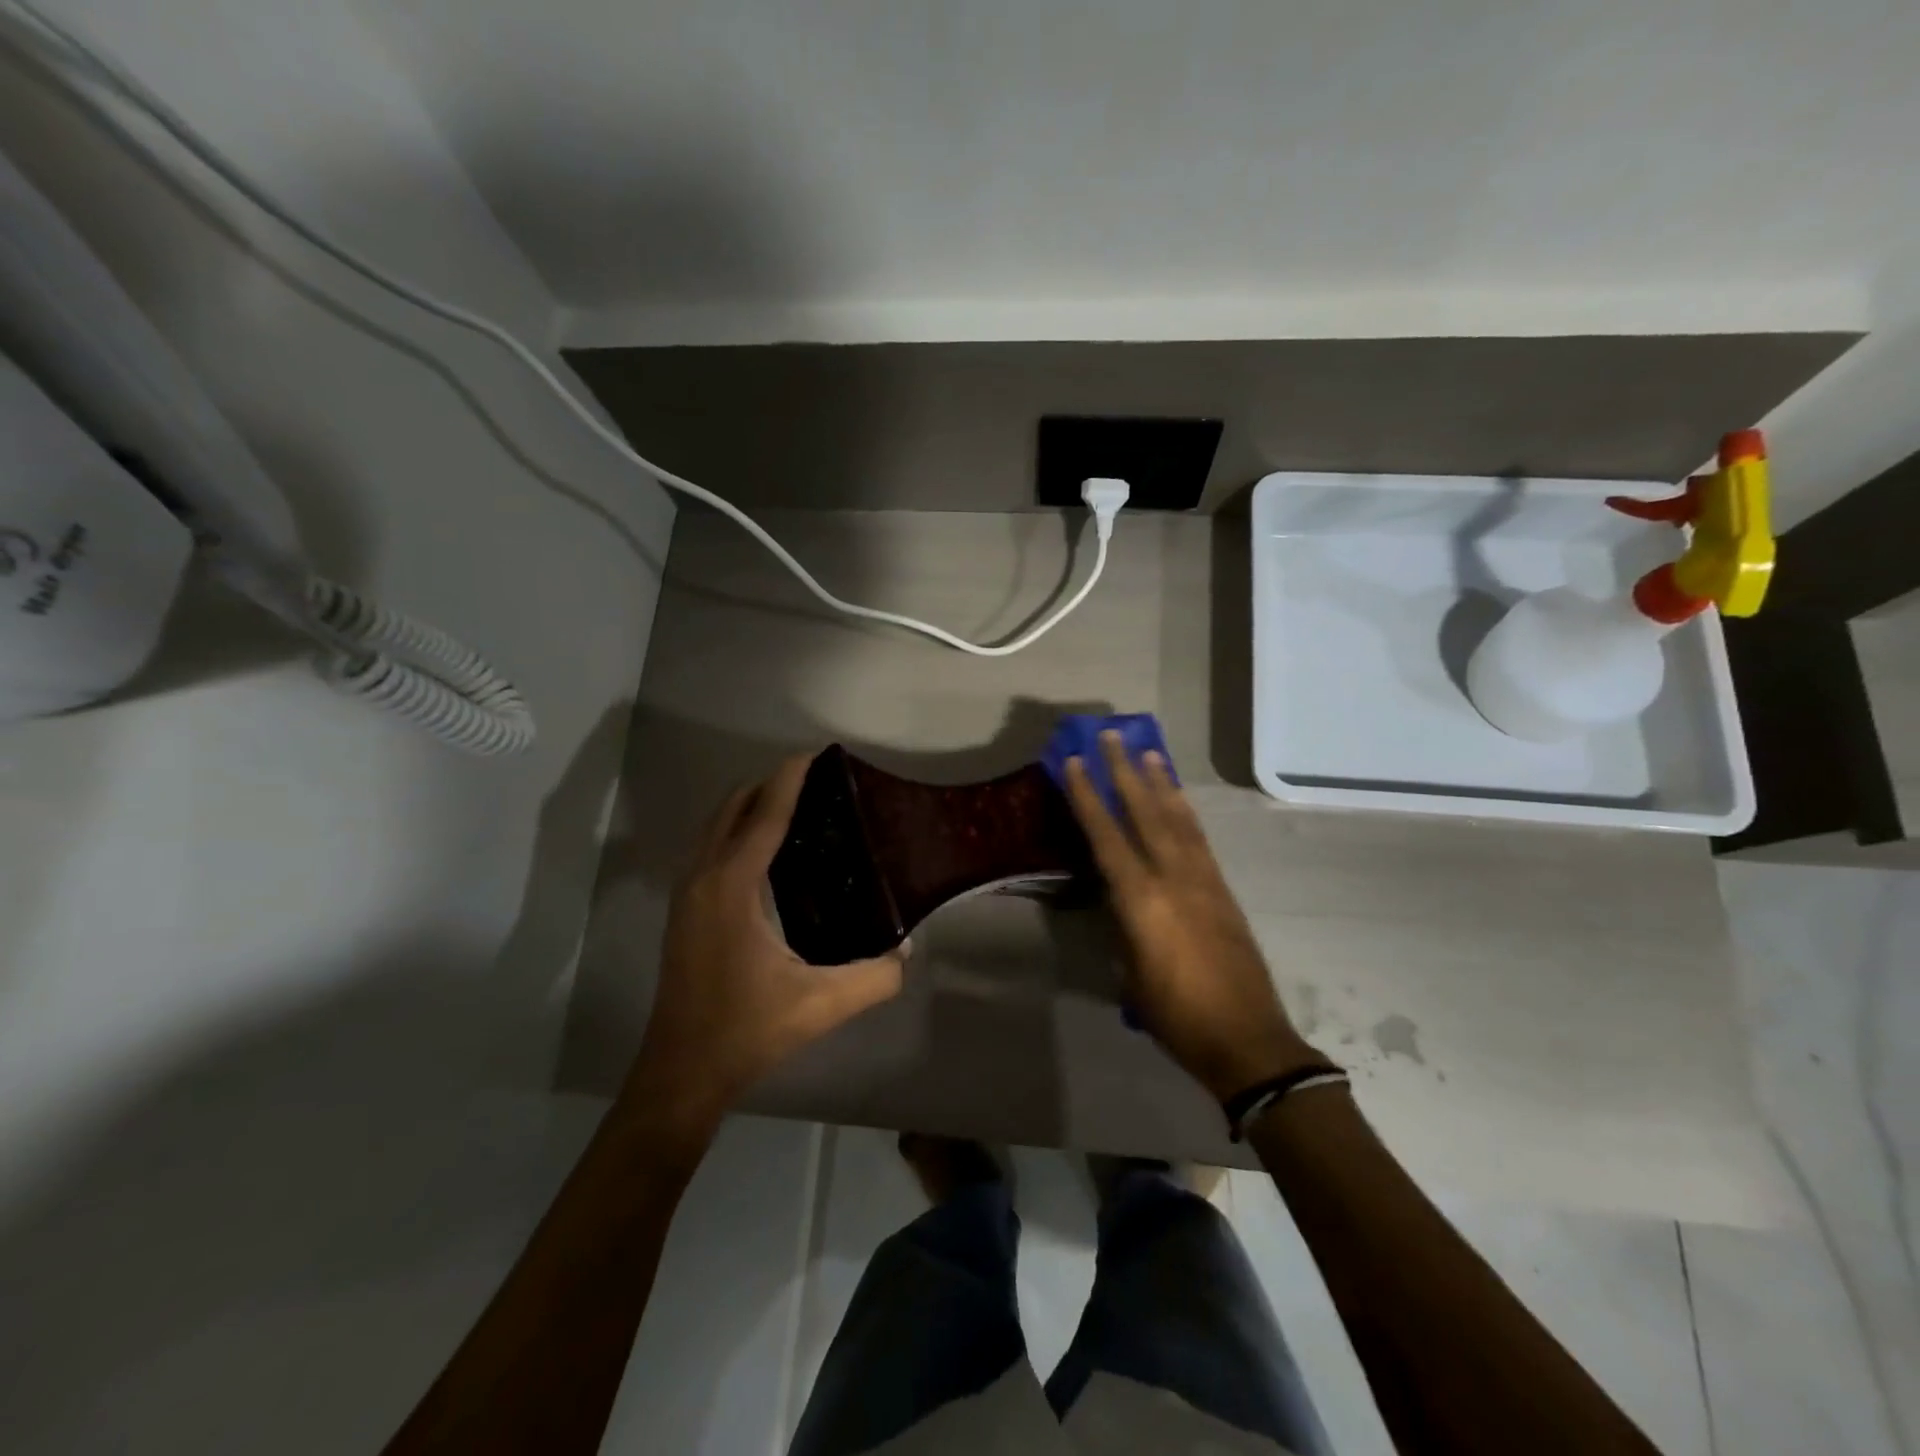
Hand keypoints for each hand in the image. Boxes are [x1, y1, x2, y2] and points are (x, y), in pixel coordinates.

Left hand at [626, 754, 907, 1131]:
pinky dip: (736, 833)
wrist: (681, 1072)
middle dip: (769, 786)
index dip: (790, 779)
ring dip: (749, 808)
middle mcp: (703, 878)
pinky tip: (767, 856)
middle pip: (733, 808)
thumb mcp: (821, 1004)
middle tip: (815, 784)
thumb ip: (875, 976)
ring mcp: (686, 895)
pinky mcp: (682, 913)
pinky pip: (710, 850)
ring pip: (715, 828)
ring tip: (795, 810)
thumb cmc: (746, 1030)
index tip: (816, 754)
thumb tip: (907, 951)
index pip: (764, 814)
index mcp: (732, 886)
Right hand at [1063, 732, 1317, 1101]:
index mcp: (1142, 901)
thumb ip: (1123, 927)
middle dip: (1124, 771)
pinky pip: (1199, 839)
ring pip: (1177, 819)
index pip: (1106, 837)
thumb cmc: (1176, 1015)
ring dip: (1160, 783)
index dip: (1087, 797)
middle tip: (1112, 736)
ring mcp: (1204, 881)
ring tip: (1149, 752)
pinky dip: (1185, 812)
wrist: (1248, 1039)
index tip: (1073, 762)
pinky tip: (1178, 800)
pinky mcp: (1223, 890)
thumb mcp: (1131, 974)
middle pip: (1145, 813)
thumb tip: (1119, 900)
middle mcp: (1173, 879)